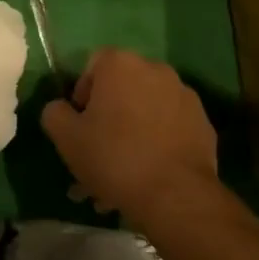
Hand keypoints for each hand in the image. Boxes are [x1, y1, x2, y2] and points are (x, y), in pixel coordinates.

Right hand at [41, 48, 217, 220]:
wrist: (176, 195)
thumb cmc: (114, 157)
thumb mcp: (66, 137)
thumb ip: (55, 113)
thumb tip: (62, 108)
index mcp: (121, 64)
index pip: (93, 65)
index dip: (82, 93)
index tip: (81, 124)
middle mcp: (155, 70)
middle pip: (122, 89)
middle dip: (108, 117)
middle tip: (98, 153)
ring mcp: (184, 96)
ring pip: (145, 111)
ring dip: (131, 133)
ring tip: (121, 175)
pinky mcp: (203, 123)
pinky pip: (169, 128)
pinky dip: (157, 143)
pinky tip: (148, 175)